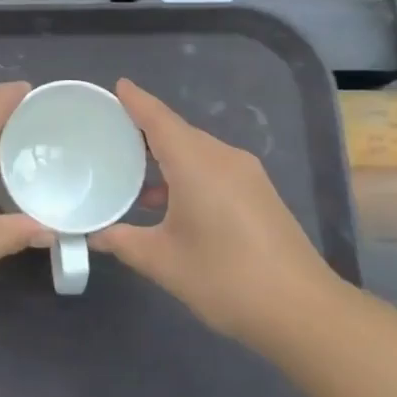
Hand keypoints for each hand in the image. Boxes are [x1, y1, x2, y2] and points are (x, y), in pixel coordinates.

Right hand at [91, 79, 338, 341]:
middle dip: (146, 129)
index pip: (159, 120)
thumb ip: (123, 242)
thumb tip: (94, 235)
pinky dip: (188, 172)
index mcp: (197, 164)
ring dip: (168, 156)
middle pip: (179, 132)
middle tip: (112, 133)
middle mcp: (224, 158)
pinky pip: (214, 168)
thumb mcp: (163, 262)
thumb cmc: (225, 279)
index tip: (117, 86)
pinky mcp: (260, 193)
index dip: (136, 101)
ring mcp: (247, 175)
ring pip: (198, 151)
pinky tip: (171, 201)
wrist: (303, 311)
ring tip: (134, 172)